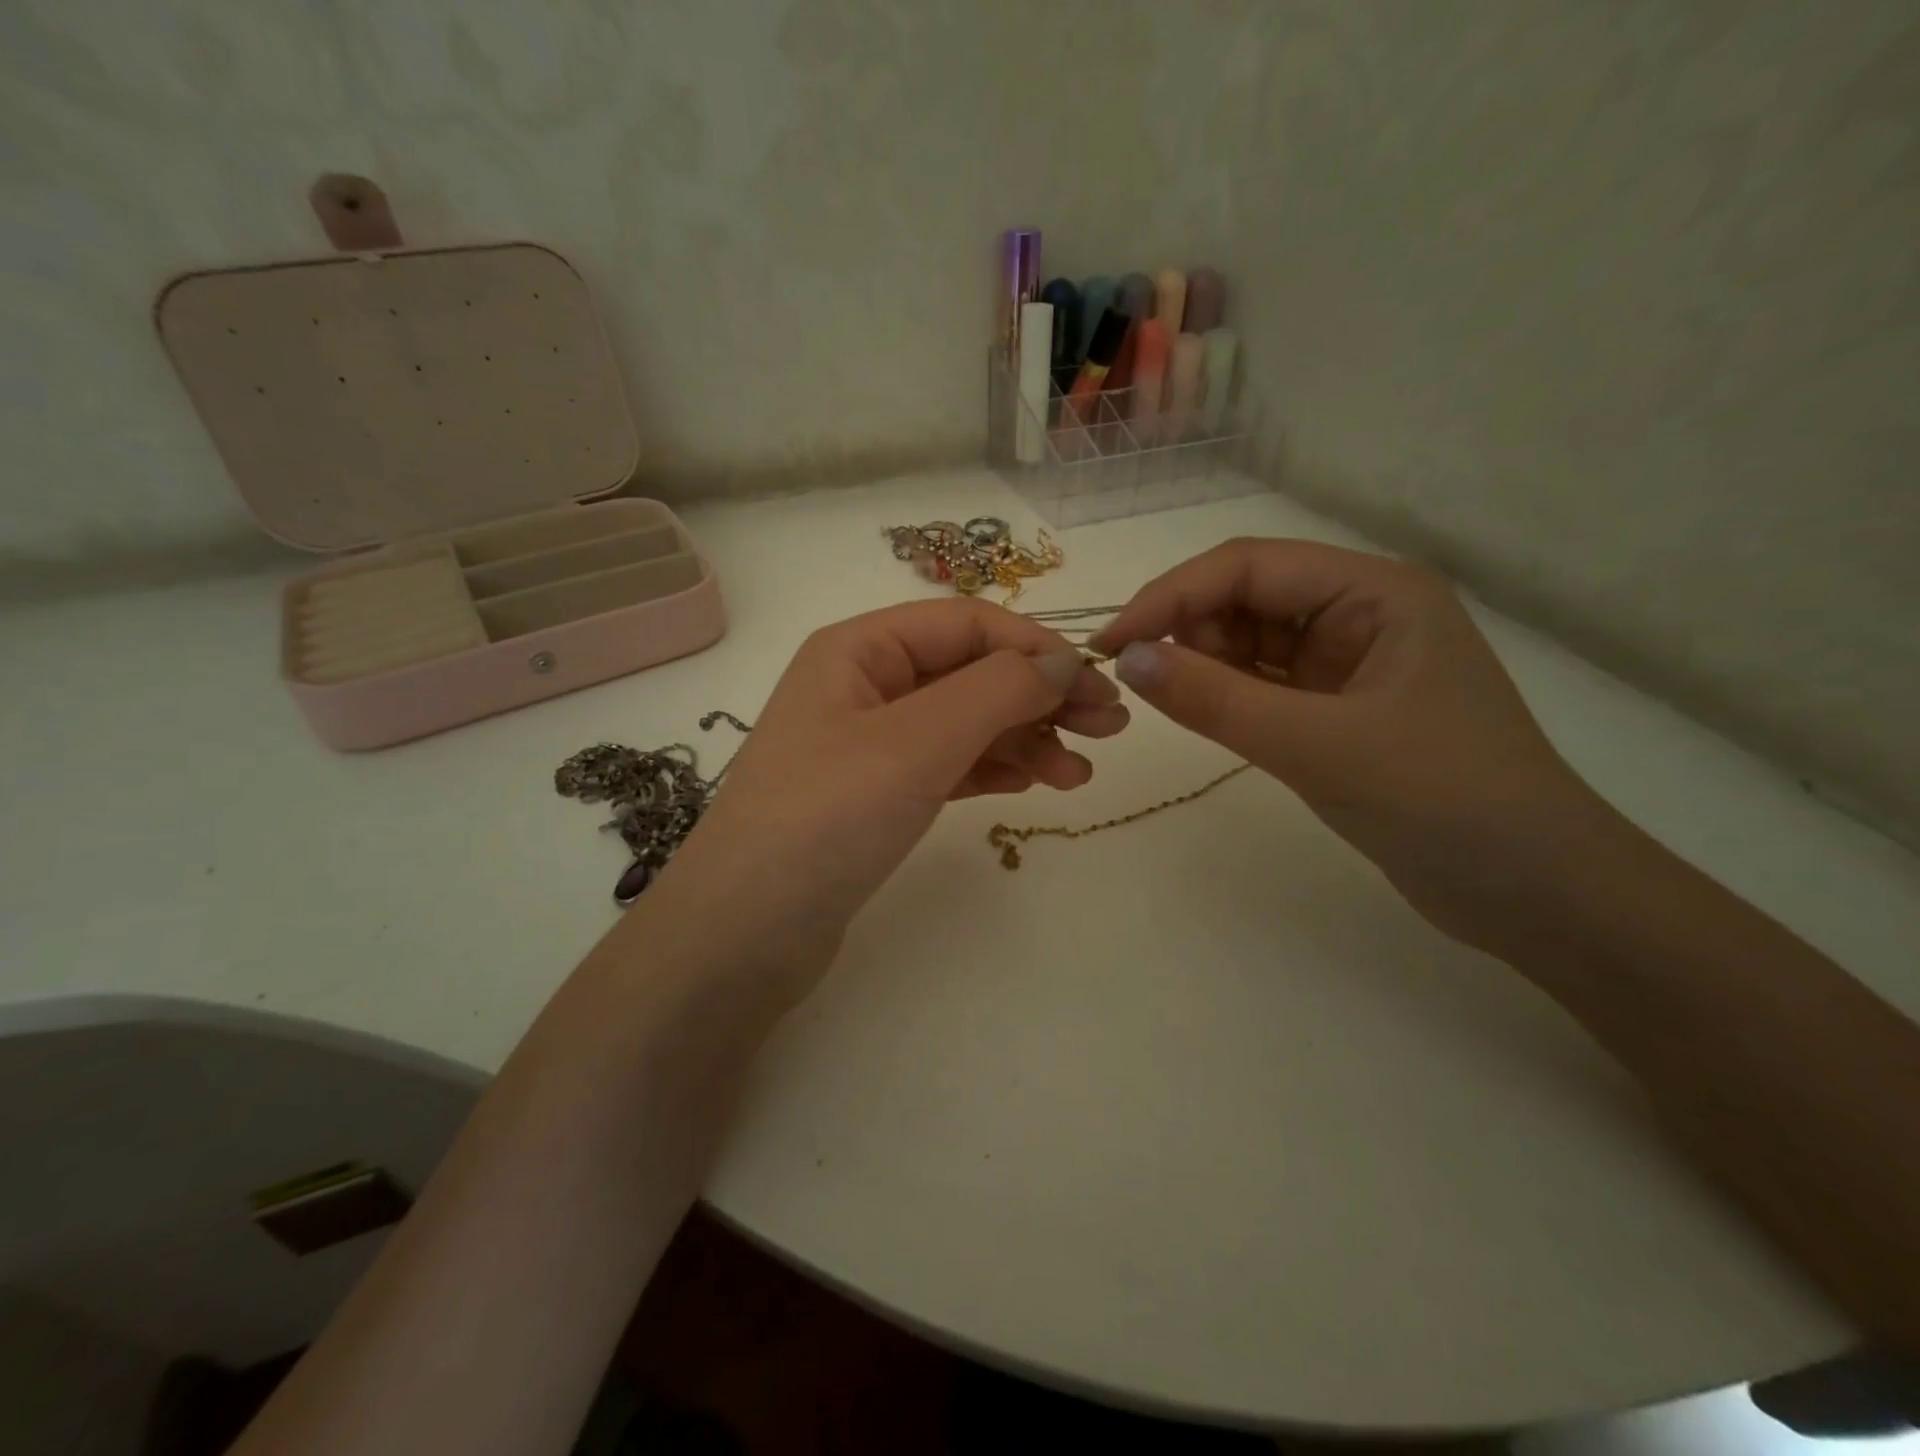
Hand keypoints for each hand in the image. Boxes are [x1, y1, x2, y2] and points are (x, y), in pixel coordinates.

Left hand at [658, 598, 1128, 1002]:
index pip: (967, 624)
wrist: (744, 934)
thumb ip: (996, 691)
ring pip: (965, 722)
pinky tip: (1033, 783)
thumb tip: (1065, 661)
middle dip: (1040, 695)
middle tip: (1109, 729)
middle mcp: (864, 685)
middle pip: (970, 672)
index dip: (1036, 648)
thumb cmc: (826, 819)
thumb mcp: (916, 742)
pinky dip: (993, 768)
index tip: (1096, 686)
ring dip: (1024, 738)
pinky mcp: (876, 796)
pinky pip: (948, 765)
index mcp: (860, 649)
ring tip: (1078, 775)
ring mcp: (869, 744)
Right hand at [1090, 538, 1613, 956]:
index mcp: (1373, 591)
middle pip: (1246, 596)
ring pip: (1249, 640)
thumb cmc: (1441, 801)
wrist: (1534, 892)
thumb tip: (1127, 660)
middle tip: (1136, 682)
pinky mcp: (1338, 709)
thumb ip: (1216, 699)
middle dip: (1186, 630)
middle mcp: (1360, 612)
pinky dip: (1225, 694)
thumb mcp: (1317, 745)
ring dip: (1202, 662)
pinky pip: (1263, 683)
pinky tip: (1199, 713)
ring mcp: (1350, 662)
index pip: (1249, 566)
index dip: (1170, 596)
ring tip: (1166, 702)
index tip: (1111, 644)